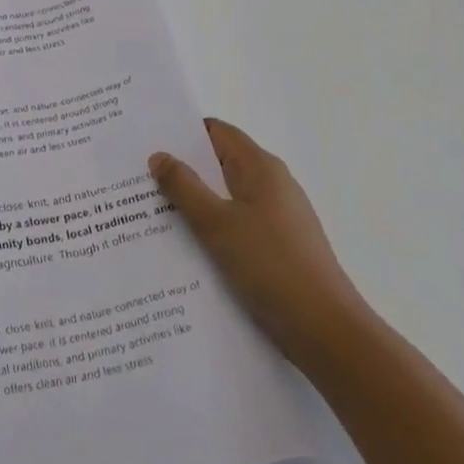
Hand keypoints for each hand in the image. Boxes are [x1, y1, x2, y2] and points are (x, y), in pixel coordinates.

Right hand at [150, 119, 368, 368]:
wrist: (326, 331)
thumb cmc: (271, 266)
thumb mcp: (217, 224)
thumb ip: (184, 187)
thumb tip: (159, 155)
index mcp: (261, 168)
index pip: (217, 132)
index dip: (182, 132)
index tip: (146, 139)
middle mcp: (272, 185)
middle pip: (220, 164)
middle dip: (181, 168)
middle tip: (138, 176)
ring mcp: (278, 217)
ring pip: (226, 197)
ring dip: (193, 201)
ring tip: (151, 210)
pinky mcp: (277, 246)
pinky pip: (235, 223)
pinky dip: (210, 226)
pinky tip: (184, 245)